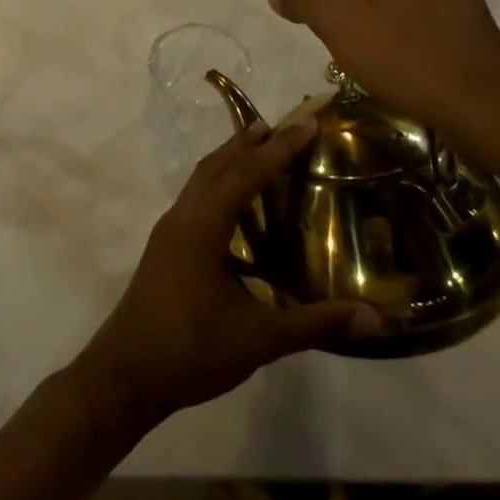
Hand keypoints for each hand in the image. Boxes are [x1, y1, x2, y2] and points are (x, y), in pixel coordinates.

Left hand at [76, 122, 383, 427]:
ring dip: (231, 159)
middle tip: (287, 125)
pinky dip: (219, 185)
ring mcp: (168, 232)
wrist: (123, 376)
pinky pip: (195, 199)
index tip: (308, 123)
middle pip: (218, 164)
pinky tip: (238, 207)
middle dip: (251, 142)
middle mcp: (182, 217)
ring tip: (263, 149)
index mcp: (202, 226)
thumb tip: (376, 317)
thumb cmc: (189, 351)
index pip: (246, 173)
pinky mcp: (164, 248)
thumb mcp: (259, 339)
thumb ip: (316, 323)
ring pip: (202, 179)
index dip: (280, 148)